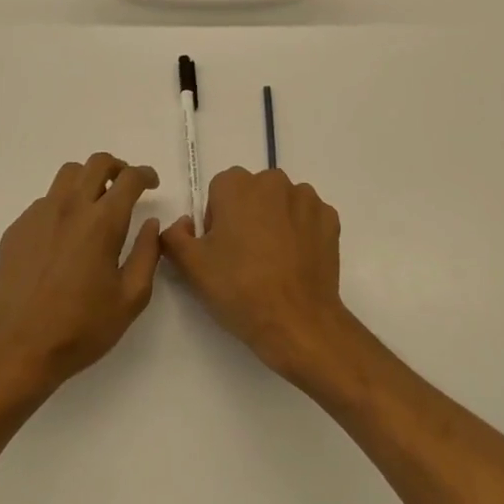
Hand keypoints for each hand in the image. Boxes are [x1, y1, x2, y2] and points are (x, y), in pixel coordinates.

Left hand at [0, 154, 162, 397]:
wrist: (19, 350)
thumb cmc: (82, 328)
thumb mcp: (131, 298)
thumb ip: (147, 254)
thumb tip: (151, 224)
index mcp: (102, 222)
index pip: (129, 178)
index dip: (145, 175)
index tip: (152, 184)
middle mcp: (70, 207)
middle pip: (97, 163)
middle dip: (117, 167)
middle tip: (125, 187)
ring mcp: (39, 215)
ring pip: (67, 175)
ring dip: (88, 180)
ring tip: (94, 205)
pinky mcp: (17, 229)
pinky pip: (44, 201)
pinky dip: (62, 206)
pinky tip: (64, 237)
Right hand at [161, 167, 351, 385]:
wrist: (297, 322)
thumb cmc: (239, 289)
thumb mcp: (191, 266)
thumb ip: (173, 235)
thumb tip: (183, 224)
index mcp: (237, 185)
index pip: (219, 191)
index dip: (216, 219)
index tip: (220, 249)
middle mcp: (273, 181)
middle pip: (252, 193)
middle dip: (246, 216)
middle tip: (244, 257)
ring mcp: (306, 199)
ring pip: (281, 203)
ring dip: (275, 221)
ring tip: (273, 262)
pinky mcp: (330, 219)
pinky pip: (307, 218)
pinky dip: (301, 232)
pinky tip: (296, 262)